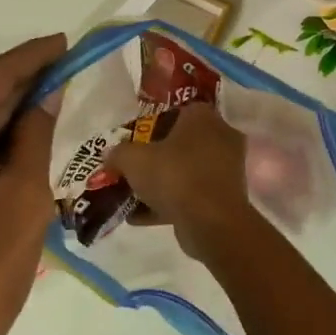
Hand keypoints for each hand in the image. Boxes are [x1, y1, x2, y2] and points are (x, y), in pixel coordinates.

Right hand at [105, 102, 259, 261]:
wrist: (211, 222)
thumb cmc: (174, 176)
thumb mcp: (133, 159)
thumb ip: (118, 153)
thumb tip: (110, 155)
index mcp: (202, 117)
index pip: (175, 111)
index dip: (150, 125)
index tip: (132, 140)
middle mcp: (220, 137)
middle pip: (179, 143)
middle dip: (154, 157)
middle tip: (130, 168)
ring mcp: (225, 169)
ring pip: (185, 171)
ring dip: (159, 184)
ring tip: (130, 196)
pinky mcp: (224, 198)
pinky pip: (191, 195)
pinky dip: (167, 204)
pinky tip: (138, 217)